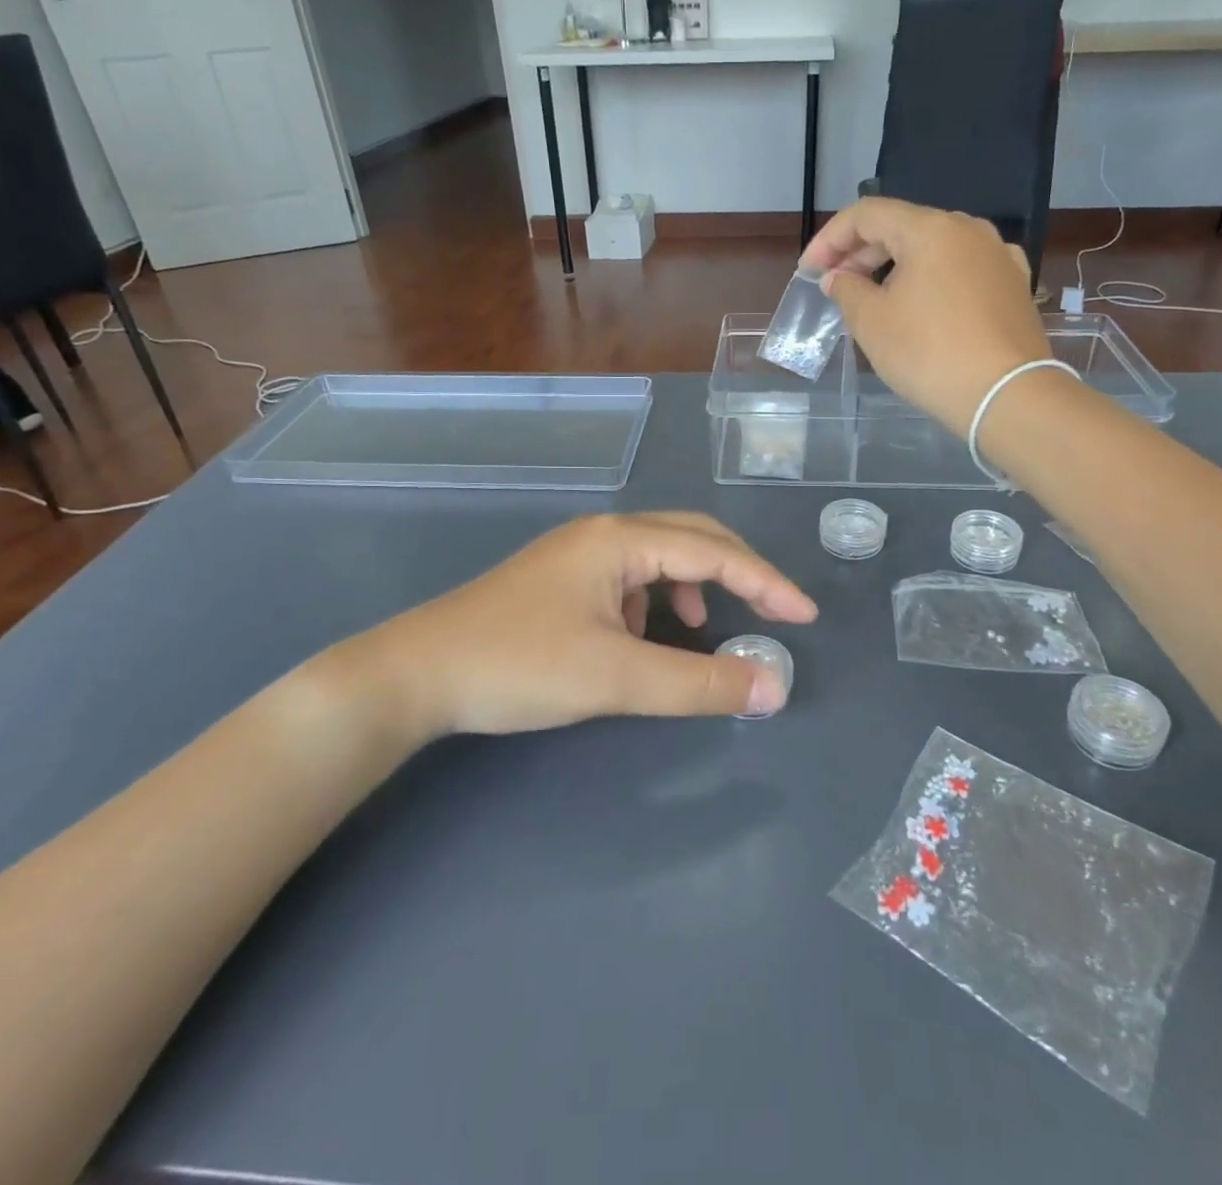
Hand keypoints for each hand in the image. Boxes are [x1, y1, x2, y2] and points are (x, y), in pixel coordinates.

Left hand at [324, 514, 817, 743]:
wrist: (416, 674)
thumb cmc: (518, 665)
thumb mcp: (616, 677)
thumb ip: (698, 683)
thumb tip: (773, 687)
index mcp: (619, 539)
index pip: (714, 551)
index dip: (766, 583)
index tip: (805, 616)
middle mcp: (602, 534)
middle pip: (690, 538)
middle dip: (738, 574)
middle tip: (773, 611)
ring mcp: (578, 555)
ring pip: (659, 558)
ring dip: (693, 587)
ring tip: (701, 628)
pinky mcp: (561, 581)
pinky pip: (629, 579)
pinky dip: (656, 602)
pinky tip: (646, 634)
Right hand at [801, 198, 1051, 433]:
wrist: (1006, 395)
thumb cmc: (929, 354)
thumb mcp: (872, 322)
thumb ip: (847, 290)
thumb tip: (838, 277)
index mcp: (930, 229)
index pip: (866, 214)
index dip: (829, 239)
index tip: (809, 271)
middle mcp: (968, 230)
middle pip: (902, 227)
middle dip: (861, 253)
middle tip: (834, 285)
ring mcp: (997, 255)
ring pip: (933, 248)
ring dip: (895, 266)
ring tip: (873, 298)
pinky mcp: (1013, 285)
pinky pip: (961, 269)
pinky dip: (931, 279)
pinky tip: (923, 304)